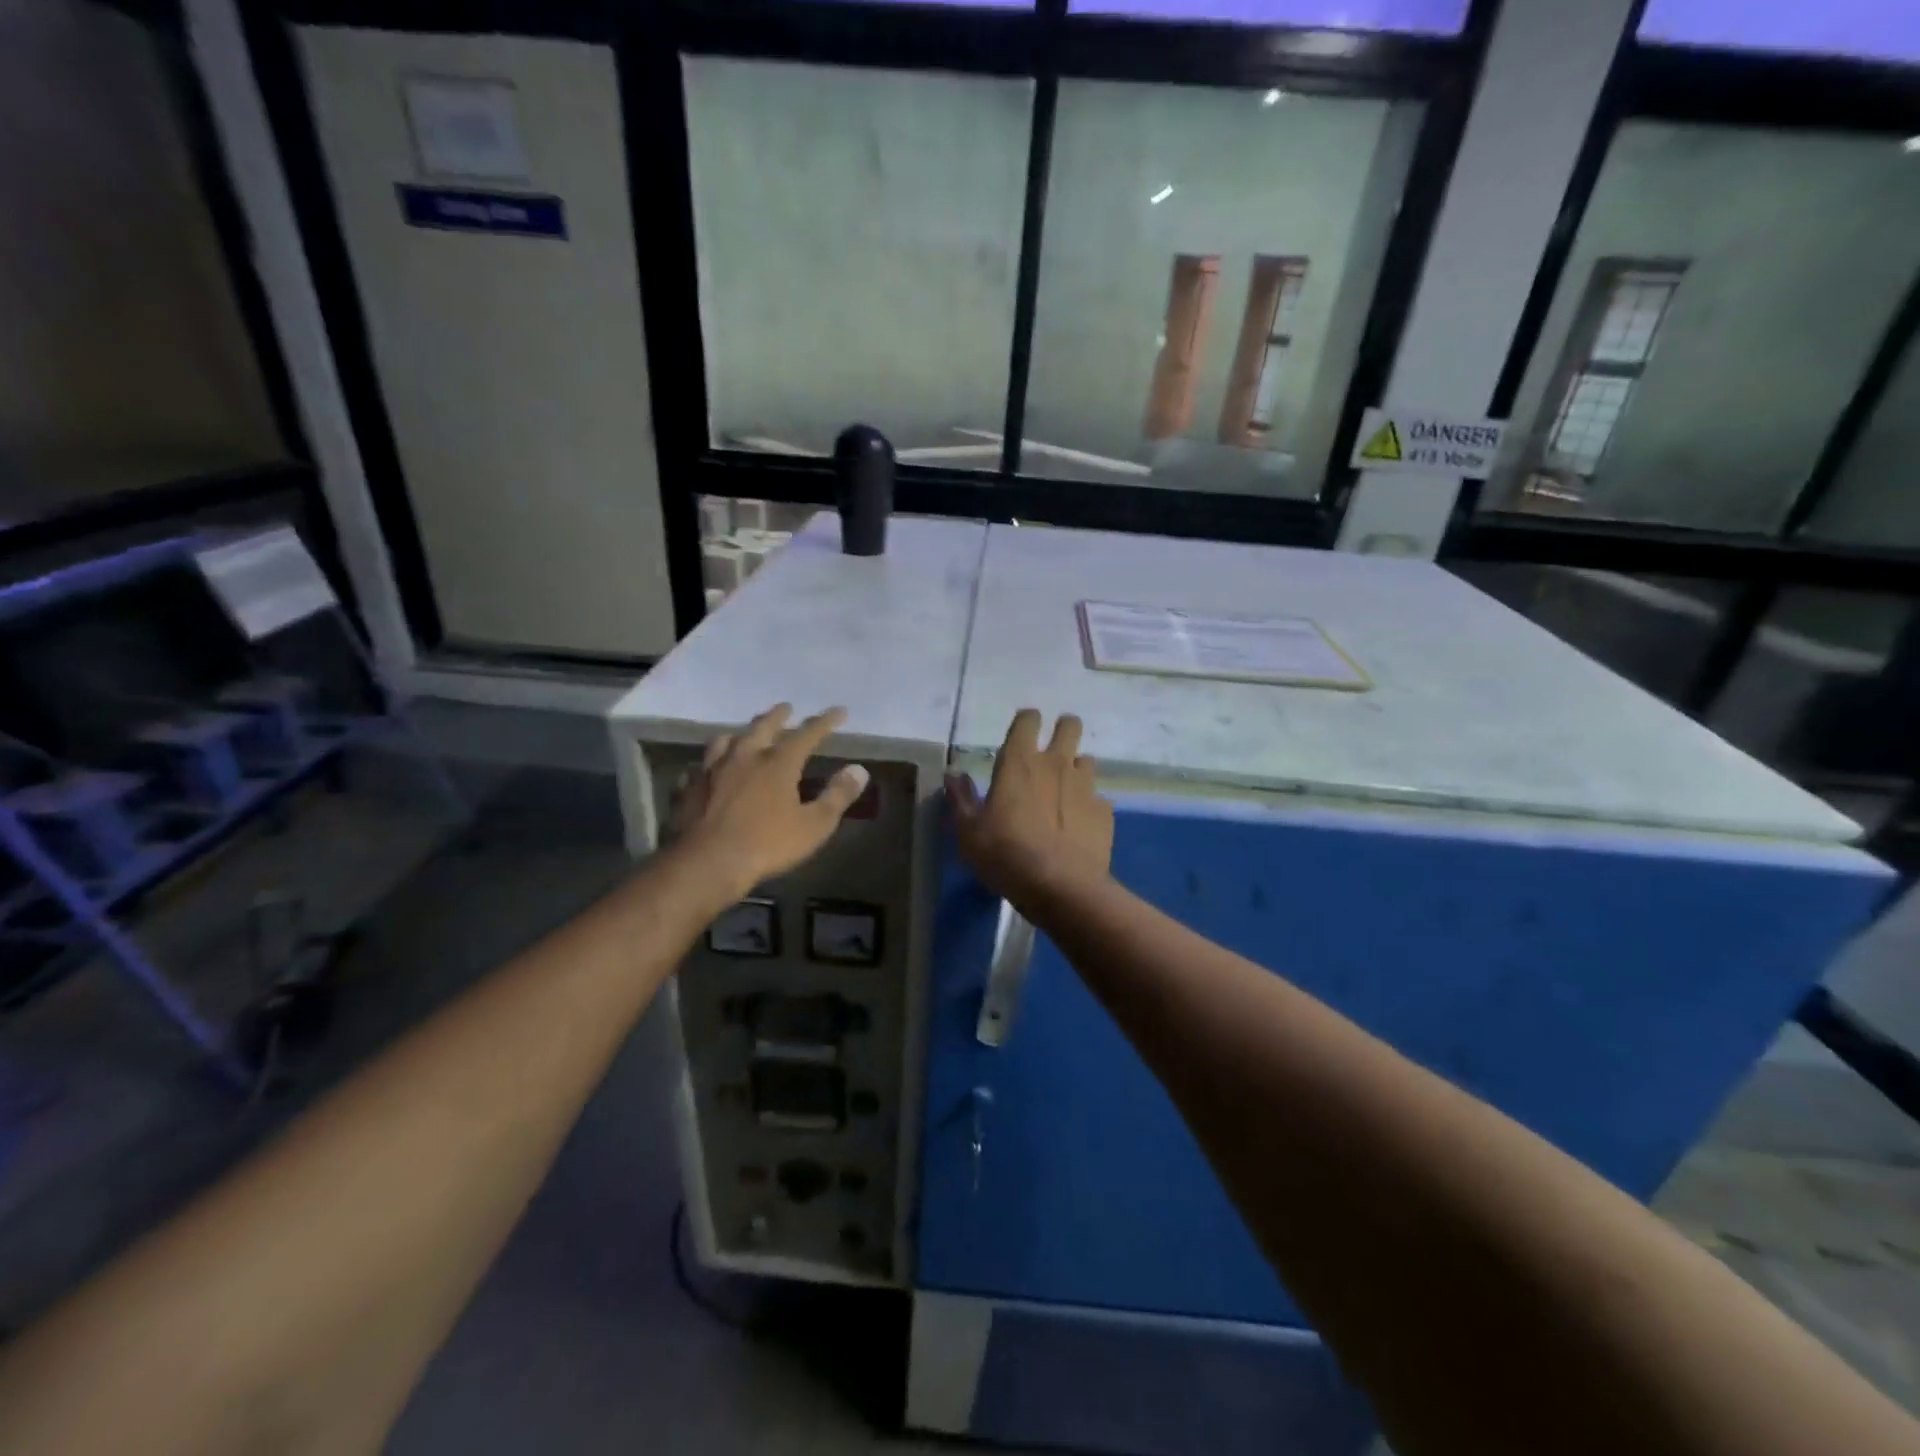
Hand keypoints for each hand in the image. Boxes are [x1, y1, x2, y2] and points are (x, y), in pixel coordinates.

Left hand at [670, 705, 868, 898]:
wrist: (707, 863)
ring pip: (725, 741)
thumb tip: (858, 770)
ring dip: (739, 734)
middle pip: (763, 727)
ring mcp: (712, 770)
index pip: (807, 733)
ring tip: (743, 735)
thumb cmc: (768, 844)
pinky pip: (699, 769)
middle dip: (778, 716)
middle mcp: (744, 756)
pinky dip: (708, 767)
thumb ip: (838, 795)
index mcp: (778, 763)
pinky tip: (706, 773)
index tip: (839, 711)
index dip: (825, 721)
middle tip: (786, 707)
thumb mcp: (814, 825)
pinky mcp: (689, 788)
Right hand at [947, 709, 1112, 908]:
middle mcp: (1057, 764)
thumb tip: (953, 775)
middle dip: (1064, 729)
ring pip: (1087, 760)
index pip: (1028, 720)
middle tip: (1052, 750)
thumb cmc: (1006, 854)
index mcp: (1020, 762)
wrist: (1061, 887)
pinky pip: (1098, 798)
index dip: (1026, 721)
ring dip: (1076, 769)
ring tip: (1065, 792)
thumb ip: (961, 799)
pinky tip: (1079, 825)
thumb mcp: (969, 832)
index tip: (1022, 731)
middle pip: (1070, 726)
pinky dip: (1089, 806)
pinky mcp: (1105, 812)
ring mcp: (1086, 786)